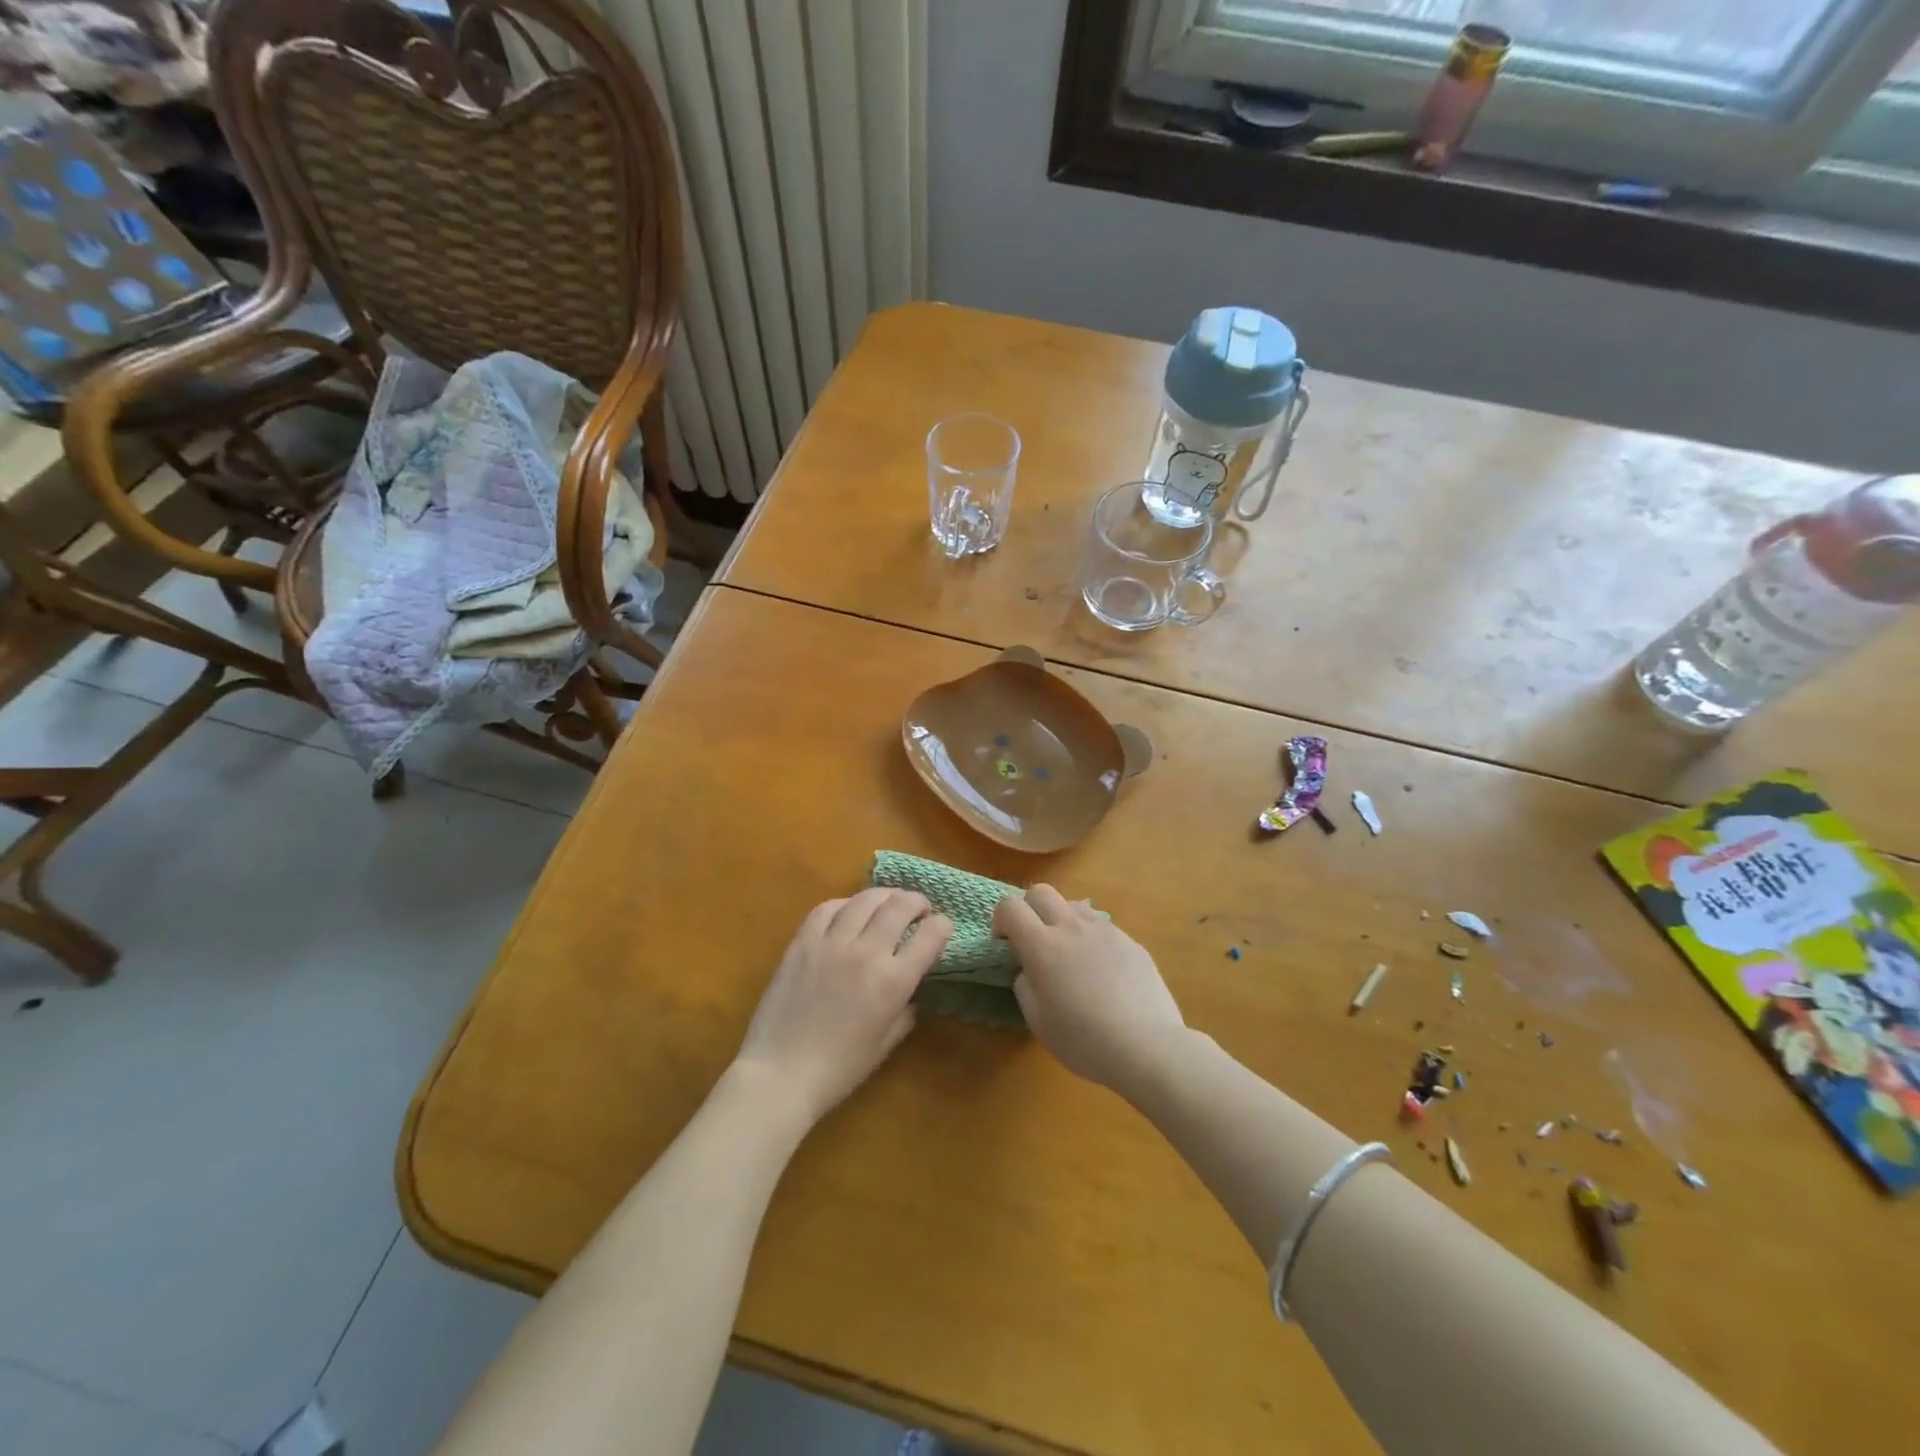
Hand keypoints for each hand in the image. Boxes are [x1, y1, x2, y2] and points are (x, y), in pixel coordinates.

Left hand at [735, 889, 952, 1124]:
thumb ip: (905, 1010)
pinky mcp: (802, 942)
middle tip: (919, 909)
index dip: (943, 925)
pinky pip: (826, 908)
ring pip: (865, 899)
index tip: (942, 927)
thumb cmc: (839, 1069)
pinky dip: (844, 904)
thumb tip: (909, 989)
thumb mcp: (886, 1043)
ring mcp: (831, 943)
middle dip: (917, 901)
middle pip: (900, 905)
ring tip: (888, 902)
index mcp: (894, 981)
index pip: (931, 935)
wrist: (781, 1074)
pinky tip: (848, 911)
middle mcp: (867, 953)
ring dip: (884, 896)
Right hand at [993, 884, 1185, 1091]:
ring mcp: (1104, 930)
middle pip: (1041, 891)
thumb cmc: (1083, 1040)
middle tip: (1033, 941)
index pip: (1010, 907)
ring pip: (1073, 904)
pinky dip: (1091, 937)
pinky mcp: (1129, 940)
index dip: (1001, 920)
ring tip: (1069, 953)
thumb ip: (1025, 985)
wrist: (1146, 1046)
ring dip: (1062, 920)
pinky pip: (1101, 925)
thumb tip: (1028, 970)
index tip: (1005, 945)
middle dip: (1029, 909)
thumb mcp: (1038, 1021)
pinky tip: (1101, 970)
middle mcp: (1071, 927)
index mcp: (1042, 945)